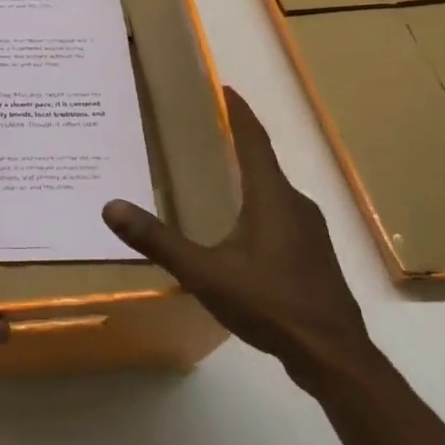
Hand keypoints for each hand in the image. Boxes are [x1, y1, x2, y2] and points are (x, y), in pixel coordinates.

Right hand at [102, 86, 370, 389]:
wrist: (333, 357)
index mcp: (272, 198)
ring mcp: (309, 232)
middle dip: (236, 143)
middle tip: (204, 131)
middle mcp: (295, 205)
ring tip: (215, 177)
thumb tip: (111, 207)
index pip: (254, 141)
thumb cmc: (270, 304)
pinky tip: (238, 230)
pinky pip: (280, 216)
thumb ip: (158, 240)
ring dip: (247, 178)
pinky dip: (256, 207)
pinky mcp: (312, 256)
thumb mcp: (204, 272)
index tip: (223, 88)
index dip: (238, 112)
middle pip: (263, 163)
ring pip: (272, 193)